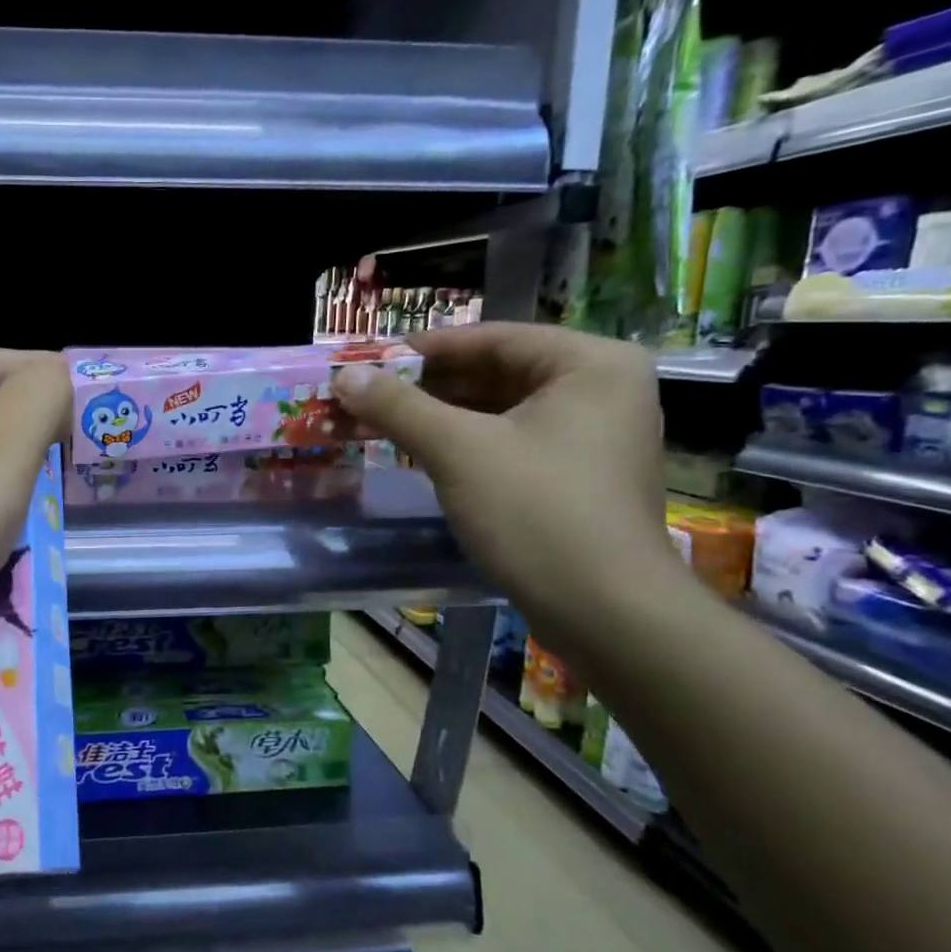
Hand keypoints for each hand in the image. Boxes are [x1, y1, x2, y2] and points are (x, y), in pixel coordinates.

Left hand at [0, 350, 70, 699]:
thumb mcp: (1, 446)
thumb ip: (44, 397)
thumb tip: (65, 377)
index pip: (3, 364)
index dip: (57, 386)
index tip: (109, 417)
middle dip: (37, 452)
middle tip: (88, 471)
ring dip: (18, 502)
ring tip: (55, 518)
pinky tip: (16, 559)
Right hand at [333, 324, 687, 646]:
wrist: (605, 613)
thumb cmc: (537, 512)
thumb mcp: (458, 450)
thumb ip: (398, 406)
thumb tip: (345, 375)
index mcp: (590, 365)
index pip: (492, 338)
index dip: (424, 349)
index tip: (370, 360)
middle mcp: (601, 391)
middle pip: (496, 373)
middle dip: (427, 387)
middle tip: (367, 395)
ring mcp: (593, 438)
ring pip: (500, 411)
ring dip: (439, 417)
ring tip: (379, 422)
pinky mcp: (578, 477)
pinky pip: (511, 443)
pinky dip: (464, 444)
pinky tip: (418, 452)